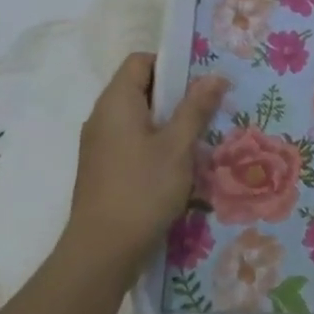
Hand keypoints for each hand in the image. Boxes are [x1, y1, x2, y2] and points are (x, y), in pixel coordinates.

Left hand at [66, 53, 226, 275]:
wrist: (101, 252)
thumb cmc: (142, 189)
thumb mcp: (178, 146)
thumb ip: (196, 108)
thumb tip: (215, 76)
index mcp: (116, 101)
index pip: (140, 60)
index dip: (170, 63)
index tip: (199, 80)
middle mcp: (102, 116)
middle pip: (139, 87)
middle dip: (174, 94)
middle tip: (207, 107)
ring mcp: (99, 144)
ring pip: (137, 117)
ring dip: (167, 121)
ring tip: (198, 135)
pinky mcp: (102, 169)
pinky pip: (130, 140)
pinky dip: (153, 142)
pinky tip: (177, 164)